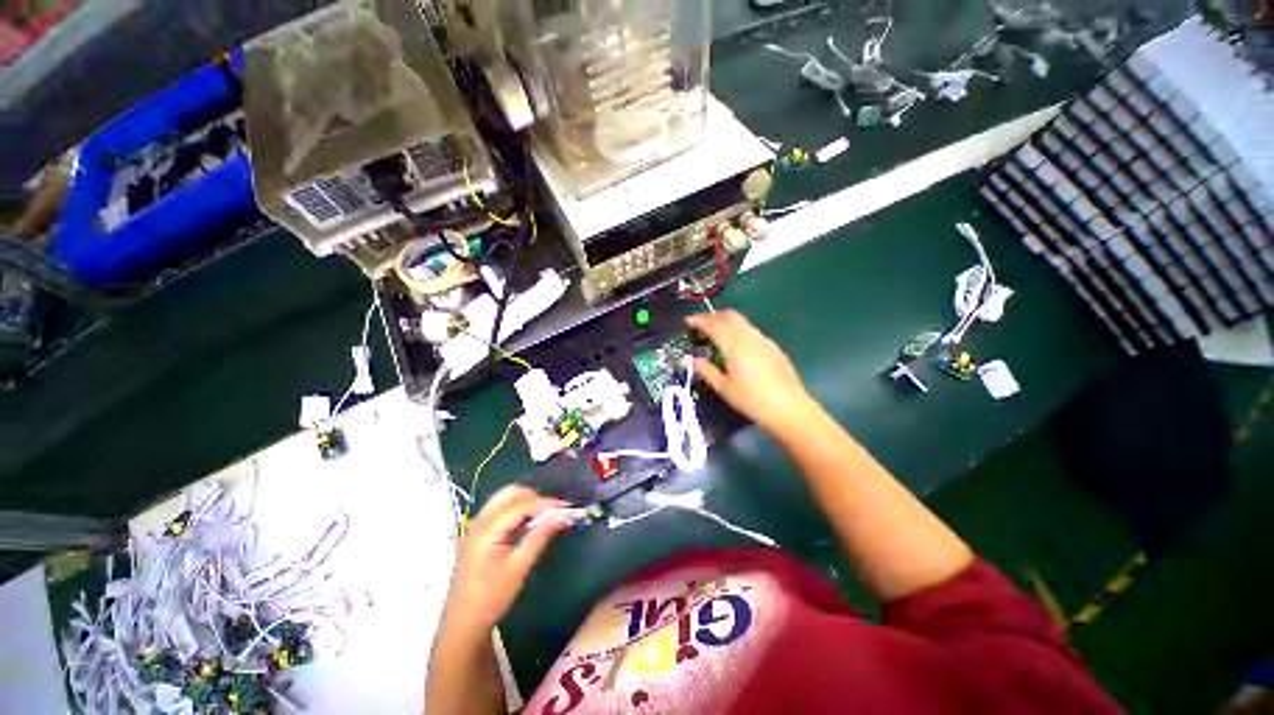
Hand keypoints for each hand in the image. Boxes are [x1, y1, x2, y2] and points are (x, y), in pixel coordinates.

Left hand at [444, 486, 570, 635]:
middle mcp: (480, 521)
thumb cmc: (490, 598)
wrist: (463, 624)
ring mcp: (477, 526)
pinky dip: (518, 509)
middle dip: (535, 497)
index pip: (521, 505)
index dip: (545, 503)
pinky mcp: (479, 533)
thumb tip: (562, 517)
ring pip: (505, 499)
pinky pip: (501, 509)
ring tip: (545, 516)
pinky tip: (529, 523)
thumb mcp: (518, 568)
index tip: (567, 506)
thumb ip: (539, 538)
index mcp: (487, 530)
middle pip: (510, 494)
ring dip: (526, 501)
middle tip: (554, 511)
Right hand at [686, 310, 816, 433]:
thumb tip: (688, 360)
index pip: (713, 325)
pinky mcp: (773, 347)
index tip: (687, 321)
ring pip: (742, 321)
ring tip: (716, 332)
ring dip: (726, 321)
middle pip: (729, 316)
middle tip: (700, 323)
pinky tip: (736, 345)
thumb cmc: (751, 400)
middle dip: (712, 315)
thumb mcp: (724, 388)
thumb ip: (705, 370)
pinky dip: (738, 330)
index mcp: (734, 345)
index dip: (698, 320)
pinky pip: (751, 331)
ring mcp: (763, 340)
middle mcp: (749, 337)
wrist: (789, 408)